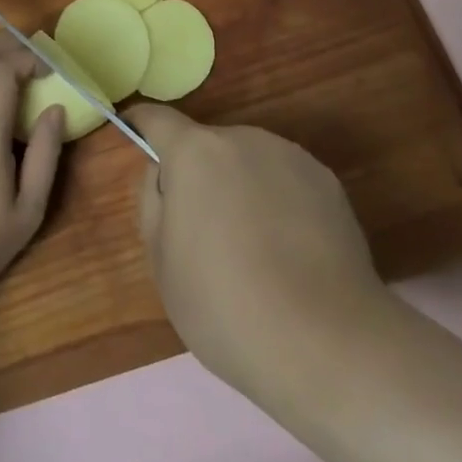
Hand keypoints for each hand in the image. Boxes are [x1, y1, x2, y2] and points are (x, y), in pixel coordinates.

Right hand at [131, 105, 388, 395]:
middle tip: (204, 233)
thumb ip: (154, 203)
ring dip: (241, 187)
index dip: (143, 125)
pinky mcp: (327, 180)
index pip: (158, 120)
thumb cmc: (226, 306)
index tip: (135, 132)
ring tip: (255, 251)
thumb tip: (164, 172)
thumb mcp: (163, 265)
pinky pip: (286, 182)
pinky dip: (279, 203)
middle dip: (200, 175)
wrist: (326, 341)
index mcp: (196, 153)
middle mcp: (243, 138)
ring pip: (249, 163)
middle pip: (208, 146)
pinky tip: (292, 254)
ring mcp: (290, 155)